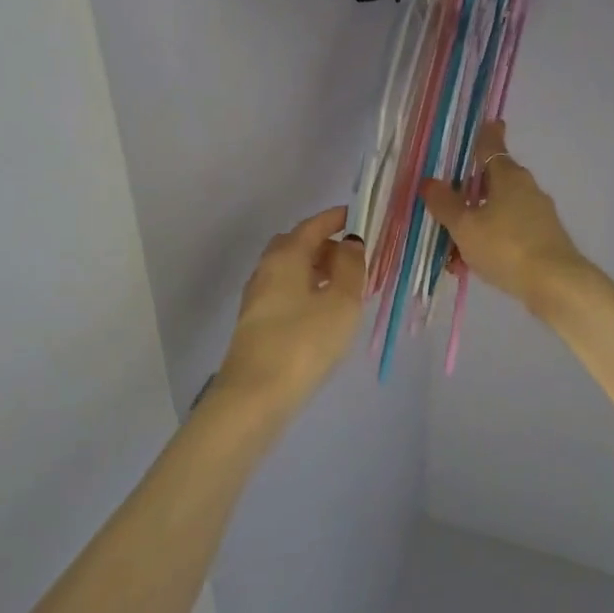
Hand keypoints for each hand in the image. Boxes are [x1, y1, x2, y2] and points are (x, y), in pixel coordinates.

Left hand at [218, 206, 366, 408]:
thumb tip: (350, 243)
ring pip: (290, 270)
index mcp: (286, 256)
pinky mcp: (256, 323)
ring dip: (316, 269)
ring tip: (345, 286)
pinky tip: (324, 311)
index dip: (336, 218)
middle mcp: (266, 269)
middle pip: (297, 245)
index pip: (312, 225)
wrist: (255, 396)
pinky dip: (306, 289)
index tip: (359, 216)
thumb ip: (351, 266)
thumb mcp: (342, 302)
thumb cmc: (304, 342)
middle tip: (354, 256)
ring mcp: (257, 297)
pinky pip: (285, 291)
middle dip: (325, 244)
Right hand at [420, 122, 590, 309]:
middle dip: (468, 195)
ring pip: (498, 212)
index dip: (487, 134)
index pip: (492, 146)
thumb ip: (445, 203)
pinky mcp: (544, 239)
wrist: (555, 284)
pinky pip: (509, 234)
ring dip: (475, 226)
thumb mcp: (465, 226)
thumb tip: (429, 181)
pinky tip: (471, 267)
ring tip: (452, 254)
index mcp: (507, 176)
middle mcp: (526, 188)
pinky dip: (490, 243)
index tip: (490, 122)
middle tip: (445, 208)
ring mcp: (538, 214)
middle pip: (492, 182)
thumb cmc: (506, 246)